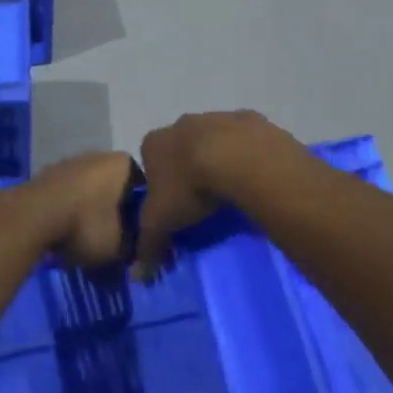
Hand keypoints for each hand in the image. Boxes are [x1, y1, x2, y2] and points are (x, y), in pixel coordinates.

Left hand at [20, 152, 139, 268]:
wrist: (32, 216)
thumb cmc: (85, 224)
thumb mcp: (120, 246)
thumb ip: (132, 247)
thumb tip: (132, 251)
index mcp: (123, 163)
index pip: (143, 189)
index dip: (142, 214)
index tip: (136, 236)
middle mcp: (98, 155)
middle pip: (115, 188)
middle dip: (115, 212)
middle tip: (112, 241)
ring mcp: (70, 162)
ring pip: (89, 191)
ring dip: (90, 213)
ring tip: (85, 241)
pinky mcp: (47, 174)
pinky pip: (67, 196)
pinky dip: (69, 212)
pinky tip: (65, 233)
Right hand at [133, 111, 303, 278]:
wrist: (237, 158)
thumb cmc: (189, 187)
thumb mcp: (161, 222)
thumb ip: (148, 244)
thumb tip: (139, 275)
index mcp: (154, 142)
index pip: (149, 162)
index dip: (159, 183)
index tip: (173, 205)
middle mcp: (182, 123)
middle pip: (181, 148)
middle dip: (189, 168)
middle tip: (202, 199)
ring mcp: (217, 117)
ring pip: (214, 140)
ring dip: (219, 159)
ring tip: (231, 191)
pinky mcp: (249, 120)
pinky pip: (245, 140)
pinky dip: (247, 155)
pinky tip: (253, 177)